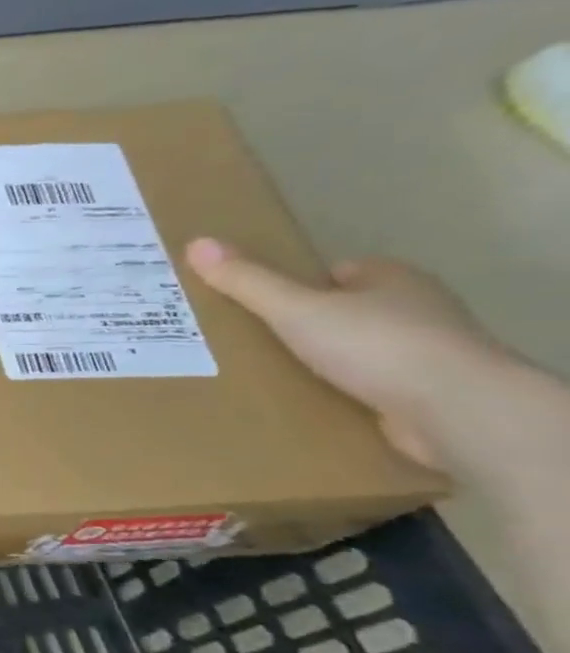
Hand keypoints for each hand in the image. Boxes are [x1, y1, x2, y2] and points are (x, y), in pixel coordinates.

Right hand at [185, 237, 508, 469]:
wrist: (456, 409)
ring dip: (328, 361)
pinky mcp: (428, 393)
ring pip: (361, 349)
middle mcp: (417, 309)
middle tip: (257, 341)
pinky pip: (373, 385)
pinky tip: (312, 402)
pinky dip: (345, 391)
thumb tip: (196, 243)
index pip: (338, 273)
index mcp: (392, 279)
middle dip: (310, 325)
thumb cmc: (376, 345)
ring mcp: (427, 353)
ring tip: (274, 374)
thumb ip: (247, 281)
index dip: (300, 286)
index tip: (262, 305)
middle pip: (348, 310)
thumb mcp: (295, 309)